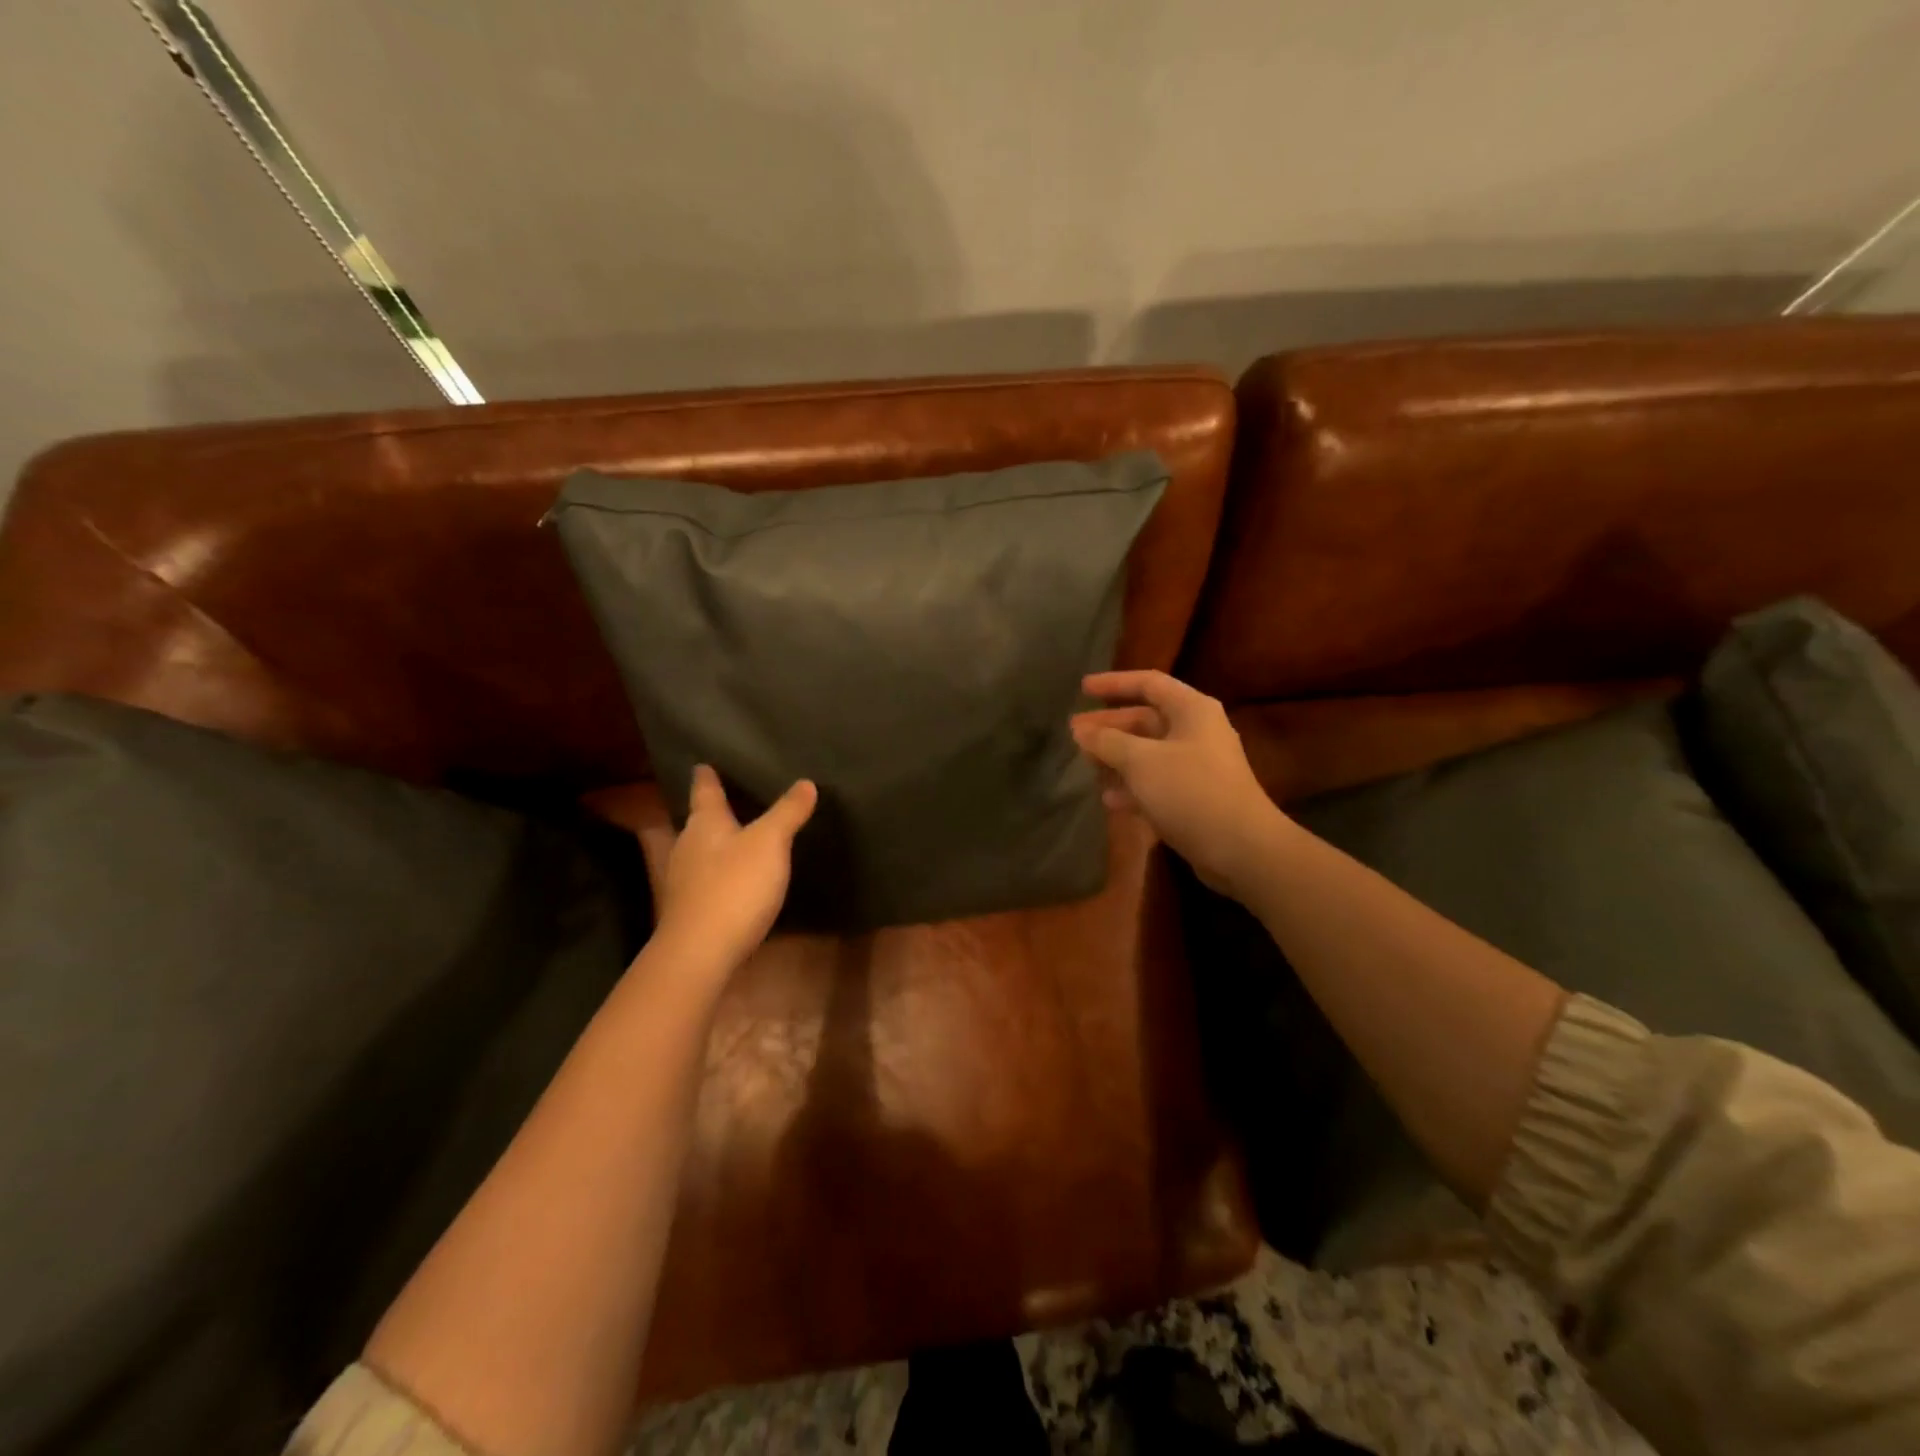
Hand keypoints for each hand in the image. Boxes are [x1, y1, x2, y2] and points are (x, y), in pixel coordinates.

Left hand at [638, 765, 816, 973]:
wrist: (700, 953)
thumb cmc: (734, 886)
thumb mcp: (770, 843)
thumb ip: (787, 812)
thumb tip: (806, 782)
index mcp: (704, 823)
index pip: (704, 789)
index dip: (707, 775)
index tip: (703, 762)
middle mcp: (688, 846)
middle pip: (700, 820)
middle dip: (714, 809)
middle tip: (733, 795)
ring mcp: (686, 880)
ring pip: (703, 850)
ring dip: (719, 841)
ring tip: (742, 834)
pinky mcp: (692, 908)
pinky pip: (709, 878)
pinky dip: (723, 870)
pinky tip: (740, 877)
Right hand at [1071, 670, 1288, 898]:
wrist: (1241, 848)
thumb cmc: (1190, 791)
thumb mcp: (1141, 761)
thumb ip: (1107, 741)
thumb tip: (1080, 730)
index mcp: (1192, 710)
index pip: (1148, 683)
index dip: (1114, 683)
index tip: (1083, 689)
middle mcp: (1197, 732)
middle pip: (1146, 719)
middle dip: (1109, 726)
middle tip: (1074, 733)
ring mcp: (1198, 766)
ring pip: (1148, 753)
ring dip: (1117, 757)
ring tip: (1086, 765)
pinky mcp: (1195, 797)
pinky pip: (1156, 782)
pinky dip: (1132, 786)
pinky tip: (1109, 800)